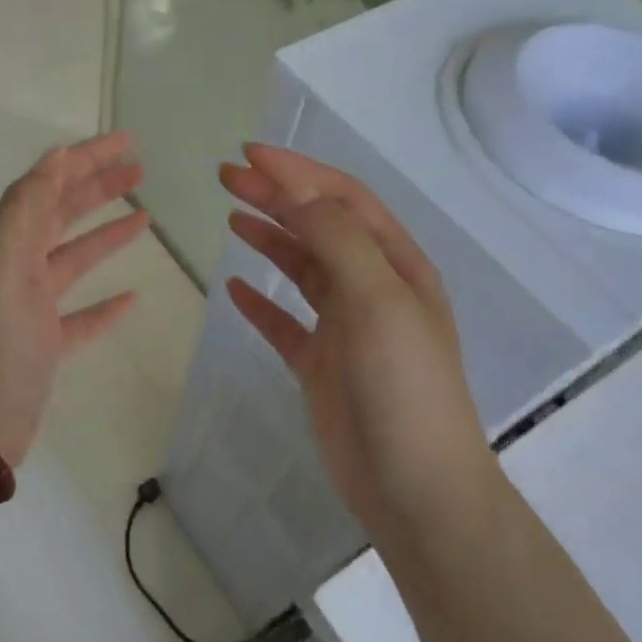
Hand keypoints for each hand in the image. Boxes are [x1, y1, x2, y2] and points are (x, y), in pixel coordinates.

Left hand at [0, 131, 148, 463]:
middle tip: (140, 169)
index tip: (126, 141)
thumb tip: (55, 157)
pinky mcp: (47, 346)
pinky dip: (106, 303)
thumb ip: (25, 208)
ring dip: (107, 235)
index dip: (84, 160)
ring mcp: (33, 309)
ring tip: (145, 216)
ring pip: (75, 260)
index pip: (47, 186)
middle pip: (62, 216)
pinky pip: (83, 315)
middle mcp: (16, 268)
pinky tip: (131, 296)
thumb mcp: (2, 265)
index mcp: (5, 244)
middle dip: (98, 188)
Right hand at [219, 144, 497, 539]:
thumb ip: (337, 240)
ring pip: (302, 270)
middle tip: (226, 178)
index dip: (298, 172)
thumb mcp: (377, 300)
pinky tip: (236, 290)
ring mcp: (345, 328)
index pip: (342, 200)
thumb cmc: (403, 386)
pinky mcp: (321, 366)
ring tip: (231, 217)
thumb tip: (297, 190)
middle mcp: (372, 288)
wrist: (414, 486)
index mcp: (396, 265)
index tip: (248, 156)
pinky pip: (285, 324)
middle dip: (276, 197)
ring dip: (269, 239)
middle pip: (318, 227)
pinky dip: (261, 304)